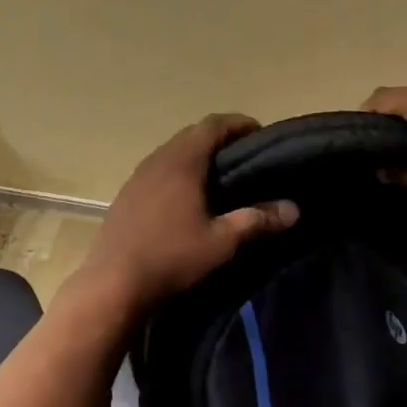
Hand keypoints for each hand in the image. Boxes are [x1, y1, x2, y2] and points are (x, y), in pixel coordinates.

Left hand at [79, 115, 298, 314]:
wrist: (113, 283)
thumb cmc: (171, 257)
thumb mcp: (221, 242)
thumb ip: (257, 220)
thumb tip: (294, 209)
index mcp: (182, 161)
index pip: (213, 125)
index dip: (238, 123)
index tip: (260, 133)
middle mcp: (158, 159)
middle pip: (192, 134)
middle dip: (219, 138)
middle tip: (245, 155)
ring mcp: (138, 176)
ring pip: (172, 152)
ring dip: (196, 155)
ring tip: (219, 175)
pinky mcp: (126, 194)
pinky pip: (157, 170)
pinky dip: (177, 171)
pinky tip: (186, 197)